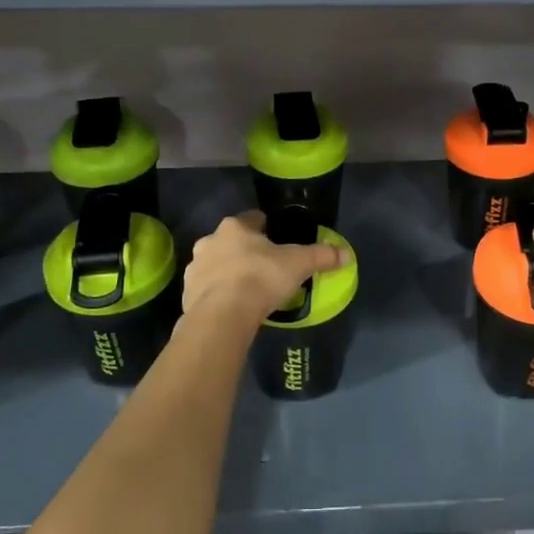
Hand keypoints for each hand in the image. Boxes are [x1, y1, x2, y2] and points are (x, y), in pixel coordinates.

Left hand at [183, 212, 347, 323]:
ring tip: (247, 290)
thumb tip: (346, 254)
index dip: (266, 228)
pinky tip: (231, 307)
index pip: (253, 219)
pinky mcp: (186, 293)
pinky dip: (217, 294)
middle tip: (264, 268)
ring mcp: (195, 268)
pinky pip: (205, 289)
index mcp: (235, 227)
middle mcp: (210, 241)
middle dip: (245, 251)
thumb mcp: (298, 264)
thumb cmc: (261, 278)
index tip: (277, 240)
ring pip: (215, 264)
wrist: (222, 315)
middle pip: (231, 241)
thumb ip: (321, 256)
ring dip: (227, 272)